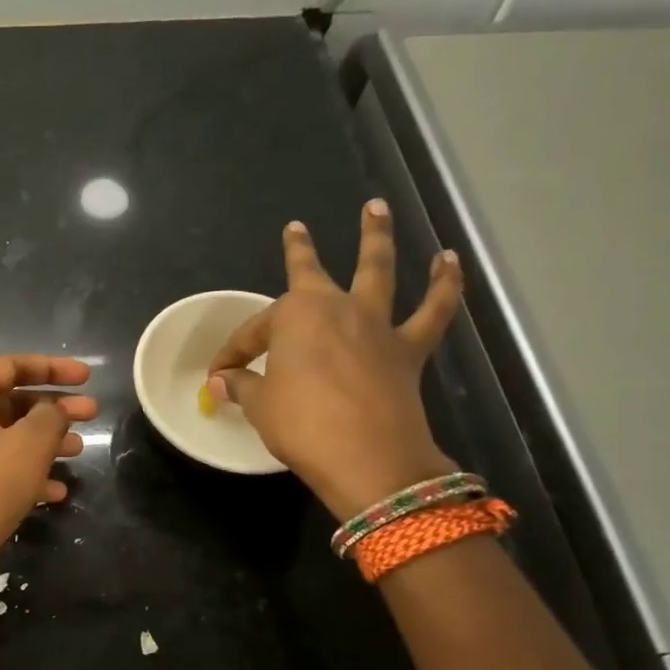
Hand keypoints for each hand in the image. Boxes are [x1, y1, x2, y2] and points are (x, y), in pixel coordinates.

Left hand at [0, 355, 95, 598]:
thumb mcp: (28, 444)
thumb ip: (50, 417)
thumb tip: (55, 410)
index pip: (10, 366)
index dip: (50, 366)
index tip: (86, 376)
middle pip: (14, 402)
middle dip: (55, 405)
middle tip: (93, 411)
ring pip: (15, 438)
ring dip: (49, 440)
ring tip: (82, 449)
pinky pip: (9, 472)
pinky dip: (35, 475)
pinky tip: (59, 492)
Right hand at [205, 203, 463, 520]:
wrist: (370, 460)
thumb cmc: (303, 426)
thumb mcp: (261, 406)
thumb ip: (242, 386)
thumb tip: (221, 382)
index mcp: (294, 317)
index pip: (254, 332)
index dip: (234, 353)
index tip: (219, 375)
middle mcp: (336, 308)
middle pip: (311, 274)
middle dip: (300, 251)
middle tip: (296, 229)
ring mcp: (377, 325)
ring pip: (378, 271)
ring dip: (376, 237)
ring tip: (377, 209)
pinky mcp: (409, 349)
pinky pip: (433, 311)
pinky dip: (445, 285)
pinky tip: (450, 262)